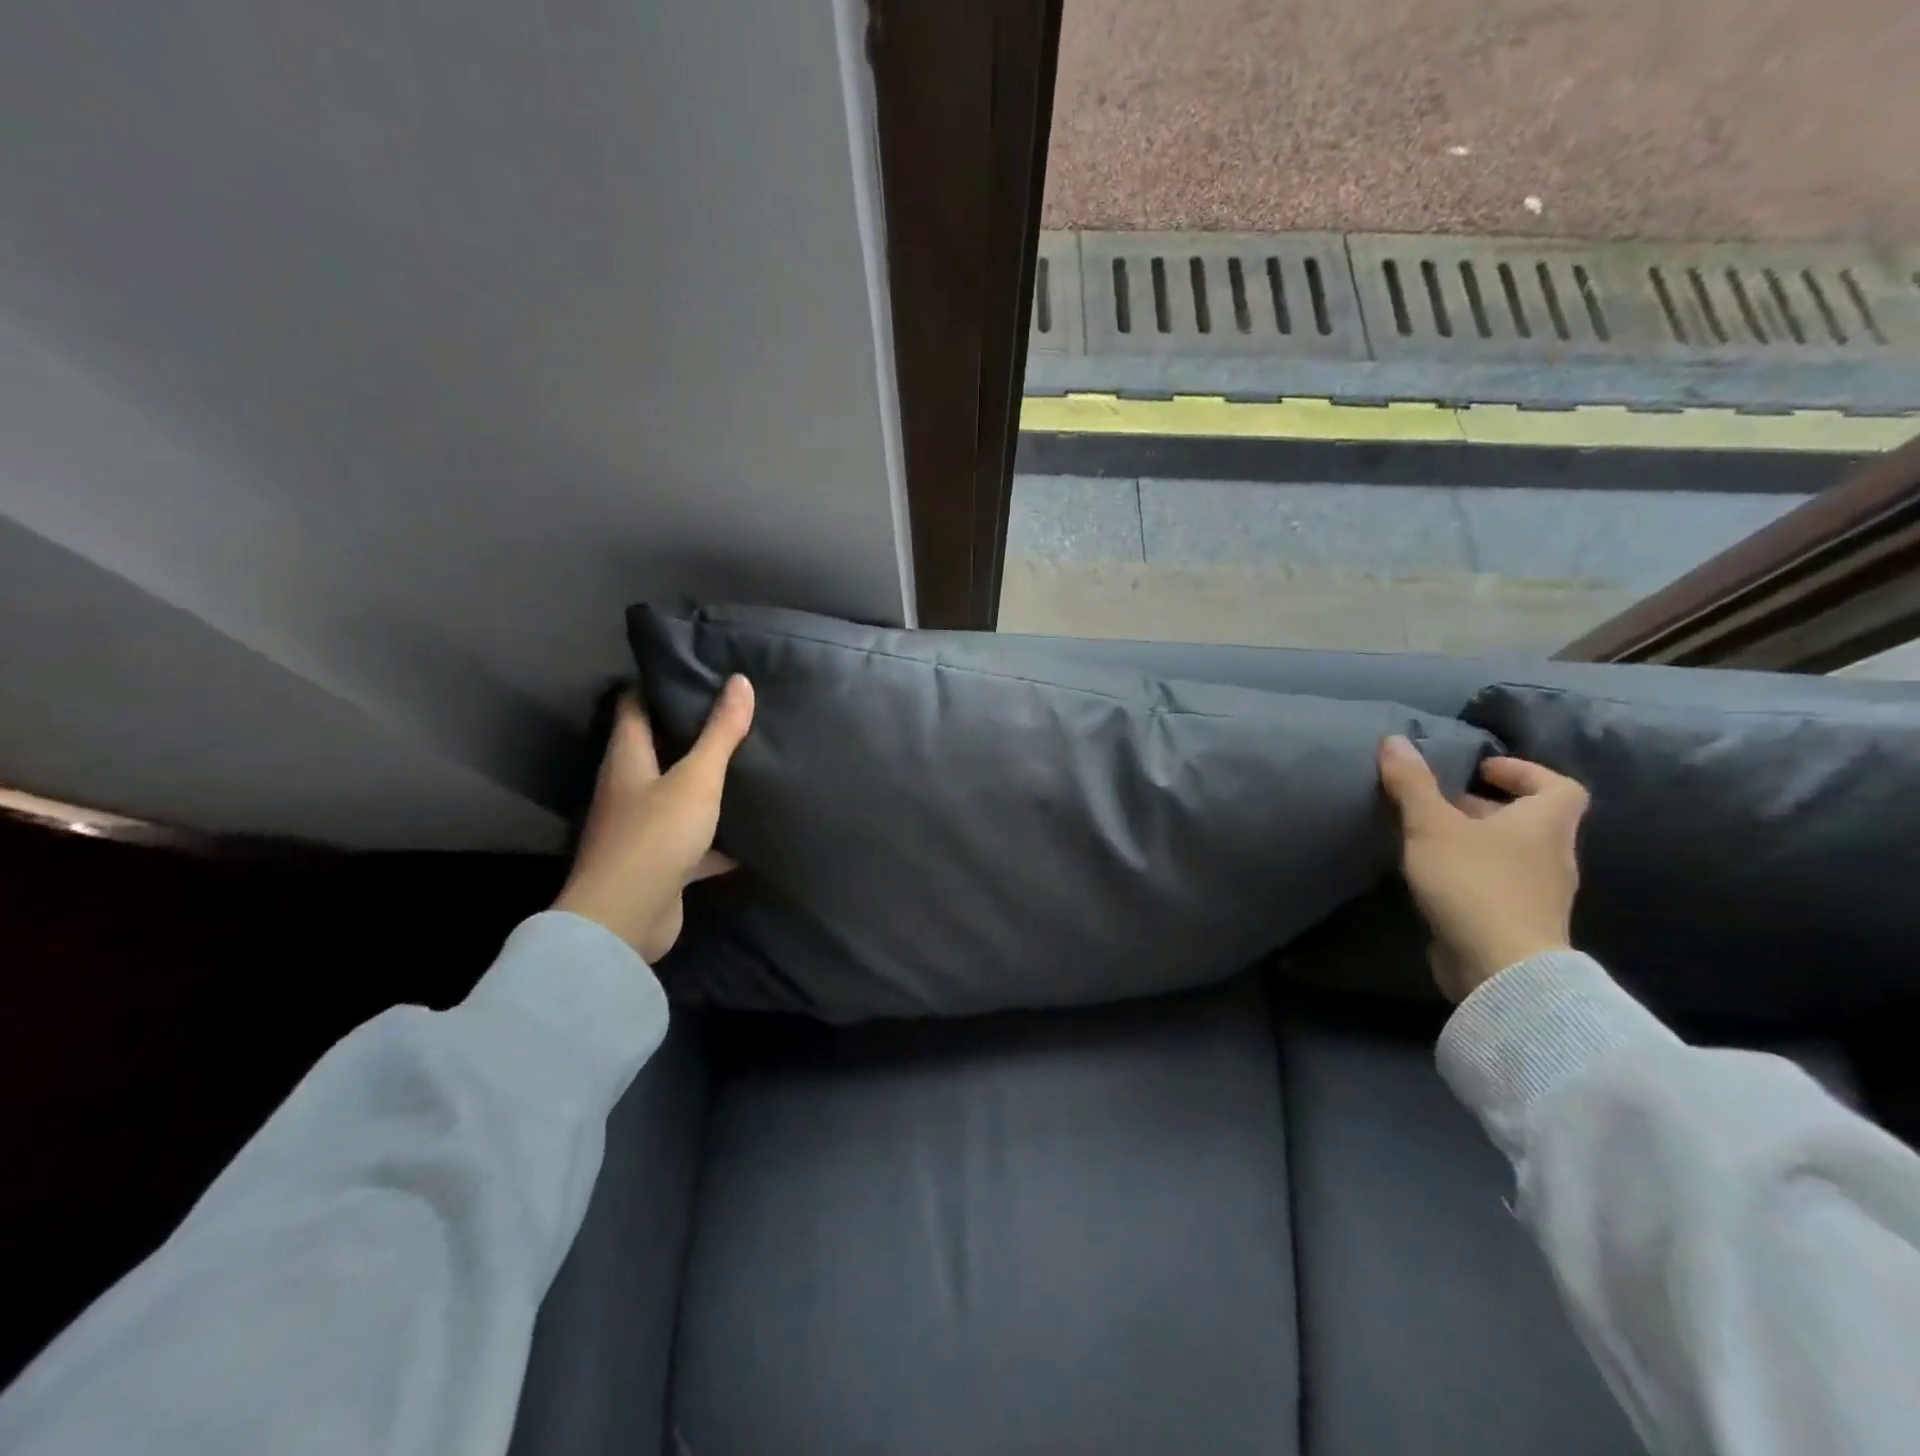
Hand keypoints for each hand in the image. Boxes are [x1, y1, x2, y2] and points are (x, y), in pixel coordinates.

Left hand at [554, 676, 754, 962]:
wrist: (626, 920)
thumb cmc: (656, 836)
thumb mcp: (696, 779)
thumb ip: (720, 733)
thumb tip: (740, 681)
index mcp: (628, 759)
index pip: (635, 706)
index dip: (660, 685)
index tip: (698, 670)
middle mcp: (630, 788)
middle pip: (659, 749)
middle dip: (692, 731)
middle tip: (736, 712)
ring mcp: (644, 827)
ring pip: (679, 794)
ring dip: (707, 783)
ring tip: (750, 760)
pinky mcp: (662, 862)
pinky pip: (695, 839)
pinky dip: (720, 835)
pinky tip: (752, 829)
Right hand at [1376, 735, 1589, 1001]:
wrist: (1500, 967)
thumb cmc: (1473, 882)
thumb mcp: (1432, 825)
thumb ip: (1412, 784)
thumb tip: (1394, 740)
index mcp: (1544, 825)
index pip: (1560, 786)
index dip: (1525, 772)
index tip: (1481, 770)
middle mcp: (1552, 856)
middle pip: (1529, 820)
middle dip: (1486, 807)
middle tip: (1440, 803)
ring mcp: (1540, 893)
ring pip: (1512, 854)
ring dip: (1476, 841)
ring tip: (1429, 839)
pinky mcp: (1520, 922)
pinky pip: (1500, 884)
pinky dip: (1473, 873)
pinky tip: (1436, 879)